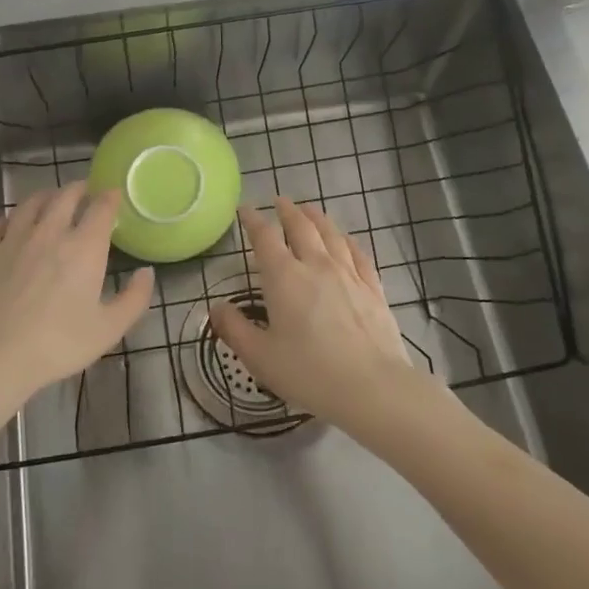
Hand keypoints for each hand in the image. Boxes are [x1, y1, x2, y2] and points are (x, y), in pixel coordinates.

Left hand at [0, 184, 154, 404]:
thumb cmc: (56, 345)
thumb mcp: (108, 330)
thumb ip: (134, 298)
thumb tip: (147, 272)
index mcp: (84, 247)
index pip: (101, 208)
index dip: (110, 197)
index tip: (114, 194)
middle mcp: (50, 232)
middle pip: (65, 196)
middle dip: (79, 189)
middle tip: (85, 191)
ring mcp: (13, 238)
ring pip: (32, 203)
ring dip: (46, 196)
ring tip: (52, 200)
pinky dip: (11, 219)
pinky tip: (12, 226)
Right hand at [208, 198, 420, 434]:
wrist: (371, 387)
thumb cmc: (308, 372)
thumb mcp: (260, 357)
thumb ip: (234, 329)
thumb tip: (216, 307)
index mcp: (284, 278)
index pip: (265, 238)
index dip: (253, 220)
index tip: (245, 209)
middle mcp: (316, 266)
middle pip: (301, 227)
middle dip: (288, 211)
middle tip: (280, 201)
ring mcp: (348, 275)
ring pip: (331, 235)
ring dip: (317, 218)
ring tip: (310, 209)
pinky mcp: (373, 289)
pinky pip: (358, 254)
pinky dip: (348, 241)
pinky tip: (346, 240)